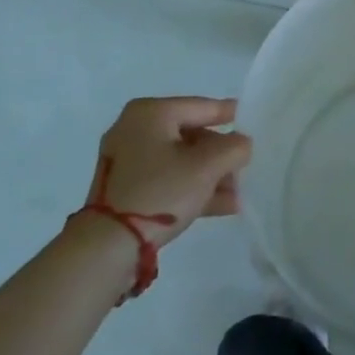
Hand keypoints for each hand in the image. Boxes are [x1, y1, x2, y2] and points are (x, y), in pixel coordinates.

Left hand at [85, 97, 252, 248]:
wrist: (105, 248)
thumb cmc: (159, 192)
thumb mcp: (206, 167)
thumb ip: (234, 148)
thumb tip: (242, 143)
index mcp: (150, 113)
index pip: (199, 106)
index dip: (228, 113)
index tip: (249, 117)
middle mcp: (135, 129)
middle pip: (190, 135)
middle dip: (220, 155)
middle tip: (244, 167)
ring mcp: (127, 161)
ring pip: (179, 161)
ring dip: (210, 176)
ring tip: (238, 193)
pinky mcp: (124, 189)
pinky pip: (166, 179)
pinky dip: (191, 188)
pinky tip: (221, 205)